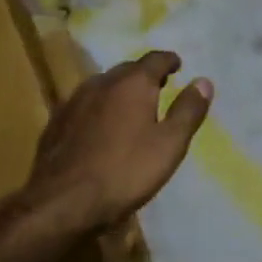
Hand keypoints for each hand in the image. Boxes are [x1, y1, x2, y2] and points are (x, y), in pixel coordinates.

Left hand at [17, 51, 211, 238]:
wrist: (62, 202)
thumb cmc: (125, 172)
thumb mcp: (169, 145)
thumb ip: (188, 111)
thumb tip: (204, 81)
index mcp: (133, 83)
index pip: (155, 59)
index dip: (169, 61)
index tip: (178, 66)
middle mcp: (102, 82)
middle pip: (128, 69)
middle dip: (144, 75)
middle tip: (158, 87)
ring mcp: (75, 100)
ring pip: (103, 85)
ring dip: (119, 91)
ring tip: (130, 107)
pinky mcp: (57, 121)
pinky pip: (85, 104)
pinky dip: (98, 108)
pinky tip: (100, 127)